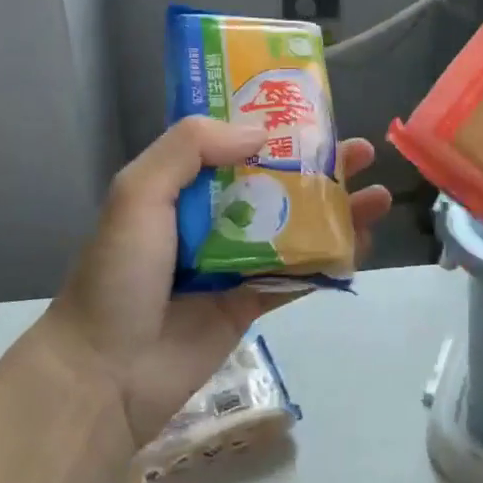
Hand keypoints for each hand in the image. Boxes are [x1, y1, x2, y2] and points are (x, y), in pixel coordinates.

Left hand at [41, 117, 392, 445]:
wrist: (106, 373)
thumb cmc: (119, 274)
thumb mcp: (139, 192)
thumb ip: (190, 147)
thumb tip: (260, 132)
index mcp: (184, 185)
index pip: (235, 142)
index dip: (275, 124)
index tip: (315, 110)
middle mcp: (213, 216)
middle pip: (277, 181)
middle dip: (320, 165)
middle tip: (362, 151)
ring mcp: (236, 260)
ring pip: (297, 225)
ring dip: (336, 209)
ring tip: (377, 195)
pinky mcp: (252, 301)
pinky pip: (299, 274)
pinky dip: (331, 259)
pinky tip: (362, 243)